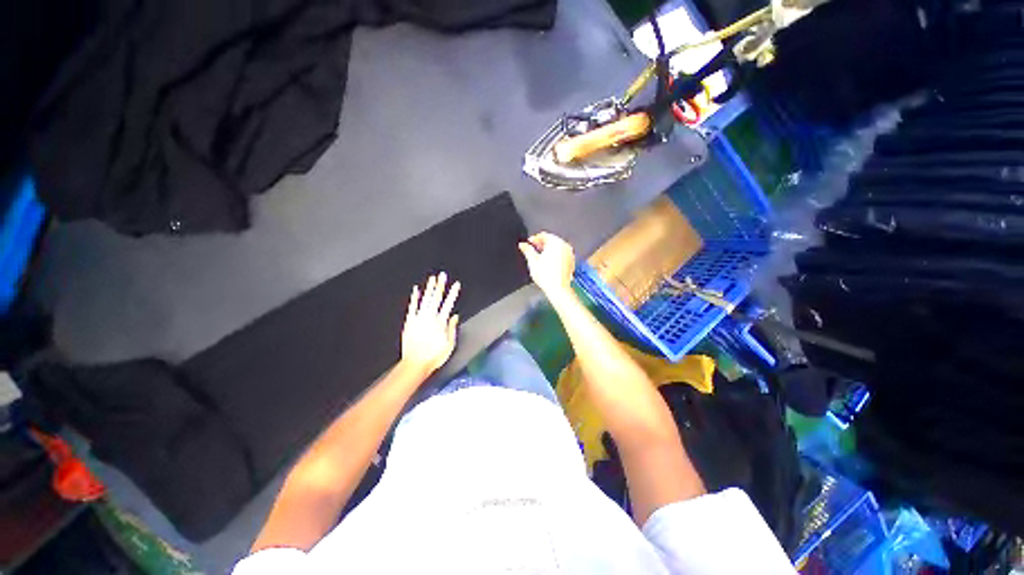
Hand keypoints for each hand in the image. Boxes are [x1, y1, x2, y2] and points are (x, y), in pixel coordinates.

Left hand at [401, 272, 460, 374]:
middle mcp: (429, 318)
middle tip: (442, 275)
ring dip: (429, 288)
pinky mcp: (409, 322)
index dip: (453, 294)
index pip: (448, 304)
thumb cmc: (433, 357)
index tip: (456, 285)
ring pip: (425, 300)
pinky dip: (414, 298)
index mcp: (440, 323)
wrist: (415, 364)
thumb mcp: (449, 345)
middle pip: (436, 298)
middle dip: (440, 286)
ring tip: (432, 279)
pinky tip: (416, 290)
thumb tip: (455, 316)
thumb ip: (452, 329)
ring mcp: (418, 319)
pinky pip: (412, 307)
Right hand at [518, 232, 575, 297]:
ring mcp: (569, 254)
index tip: (529, 242)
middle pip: (552, 241)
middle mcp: (565, 247)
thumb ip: (527, 250)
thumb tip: (522, 245)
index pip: (545, 235)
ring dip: (548, 250)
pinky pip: (561, 255)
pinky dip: (554, 256)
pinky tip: (547, 262)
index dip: (535, 238)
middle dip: (542, 244)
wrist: (558, 289)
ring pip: (557, 248)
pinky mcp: (571, 262)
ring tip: (539, 256)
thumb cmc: (547, 276)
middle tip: (533, 248)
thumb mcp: (533, 261)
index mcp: (556, 243)